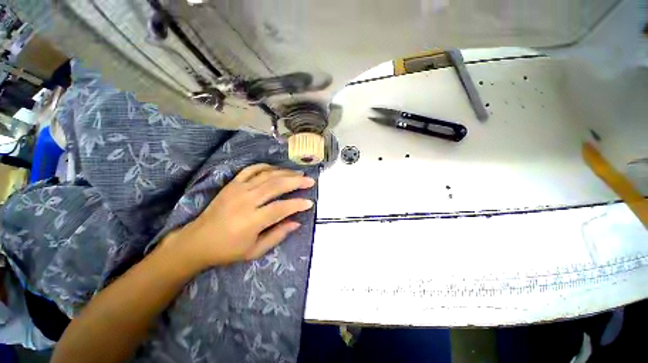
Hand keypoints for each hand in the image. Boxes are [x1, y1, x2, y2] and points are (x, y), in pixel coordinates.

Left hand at [162, 164, 314, 270]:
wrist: (196, 241)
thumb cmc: (227, 250)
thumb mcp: (255, 250)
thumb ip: (278, 235)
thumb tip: (297, 222)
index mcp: (251, 221)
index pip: (281, 208)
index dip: (297, 204)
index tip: (309, 202)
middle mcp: (246, 201)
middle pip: (276, 186)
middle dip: (296, 181)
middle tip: (310, 180)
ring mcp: (238, 189)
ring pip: (267, 175)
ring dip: (285, 172)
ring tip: (299, 173)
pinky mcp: (232, 184)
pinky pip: (251, 169)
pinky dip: (266, 166)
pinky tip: (276, 169)